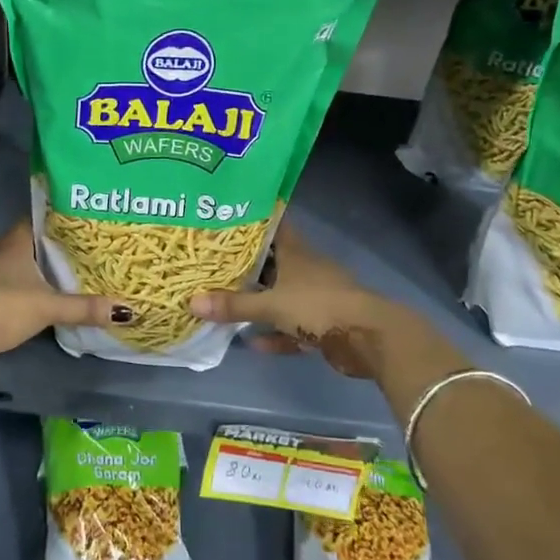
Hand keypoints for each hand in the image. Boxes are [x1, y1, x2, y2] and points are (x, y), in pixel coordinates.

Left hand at [0, 220, 131, 359]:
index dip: (63, 220)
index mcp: (14, 241)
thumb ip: (84, 307)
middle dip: (58, 248)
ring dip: (43, 271)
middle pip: (34, 243)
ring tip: (75, 274)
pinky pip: (14, 286)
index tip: (88, 224)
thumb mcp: (48, 307)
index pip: (41, 219)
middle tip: (90, 250)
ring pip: (23, 266)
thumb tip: (126, 310)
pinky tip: (48, 299)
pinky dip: (31, 290)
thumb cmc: (2, 308)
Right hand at [188, 226, 406, 377]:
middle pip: (273, 262)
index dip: (254, 220)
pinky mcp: (324, 324)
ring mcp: (316, 297)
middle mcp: (306, 269)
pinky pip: (293, 327)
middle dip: (248, 265)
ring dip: (260, 303)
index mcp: (296, 252)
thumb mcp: (271, 305)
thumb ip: (234, 305)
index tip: (228, 216)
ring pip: (282, 296)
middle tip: (215, 264)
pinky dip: (276, 334)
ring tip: (227, 303)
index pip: (273, 226)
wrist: (368, 337)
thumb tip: (191, 302)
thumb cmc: (318, 306)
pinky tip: (254, 343)